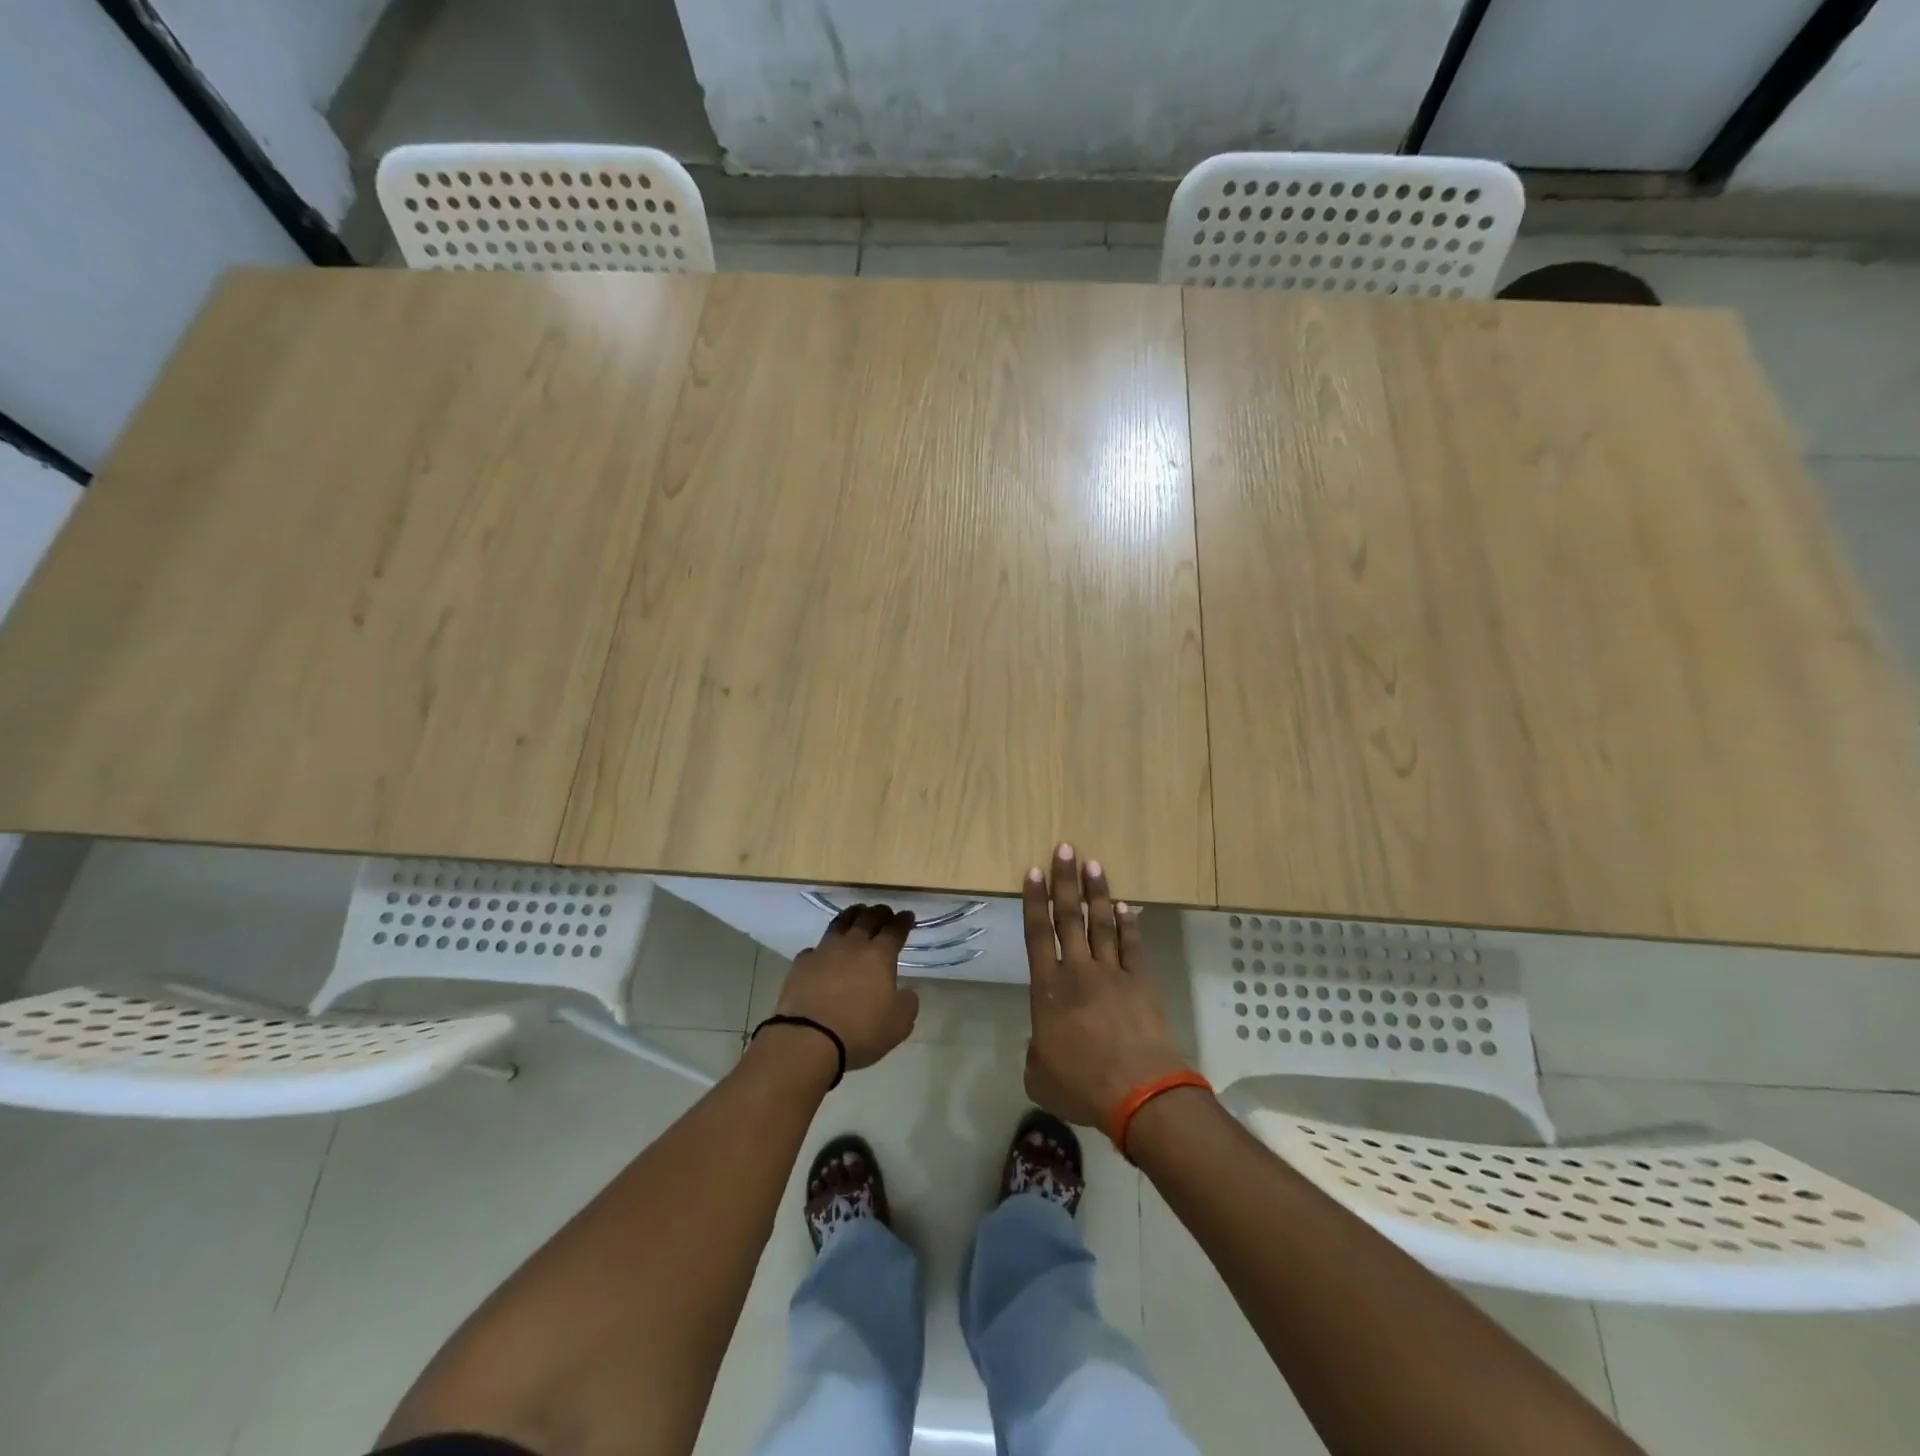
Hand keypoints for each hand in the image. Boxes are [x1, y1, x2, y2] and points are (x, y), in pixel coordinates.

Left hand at [775, 904, 920, 1069]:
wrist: (809, 1039)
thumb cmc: (861, 1031)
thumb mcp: (899, 1024)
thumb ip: (907, 1003)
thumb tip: (906, 992)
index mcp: (880, 956)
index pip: (895, 930)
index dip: (903, 921)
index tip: (908, 915)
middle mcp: (852, 945)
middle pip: (868, 919)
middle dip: (879, 912)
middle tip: (884, 911)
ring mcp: (824, 951)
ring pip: (839, 924)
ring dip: (851, 916)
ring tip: (856, 914)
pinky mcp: (801, 964)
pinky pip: (815, 948)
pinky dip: (823, 948)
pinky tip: (823, 953)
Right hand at [1022, 845, 1188, 1127]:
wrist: (1139, 1093)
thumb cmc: (1082, 1085)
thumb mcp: (1039, 1075)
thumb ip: (1036, 1051)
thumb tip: (1043, 1042)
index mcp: (1048, 990)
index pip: (1038, 935)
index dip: (1035, 902)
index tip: (1034, 872)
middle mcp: (1079, 972)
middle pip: (1069, 918)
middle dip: (1065, 882)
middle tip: (1064, 849)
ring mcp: (1113, 974)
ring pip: (1101, 924)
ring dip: (1096, 893)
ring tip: (1092, 864)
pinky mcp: (1141, 983)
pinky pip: (1133, 946)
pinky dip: (1128, 924)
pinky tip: (1125, 906)